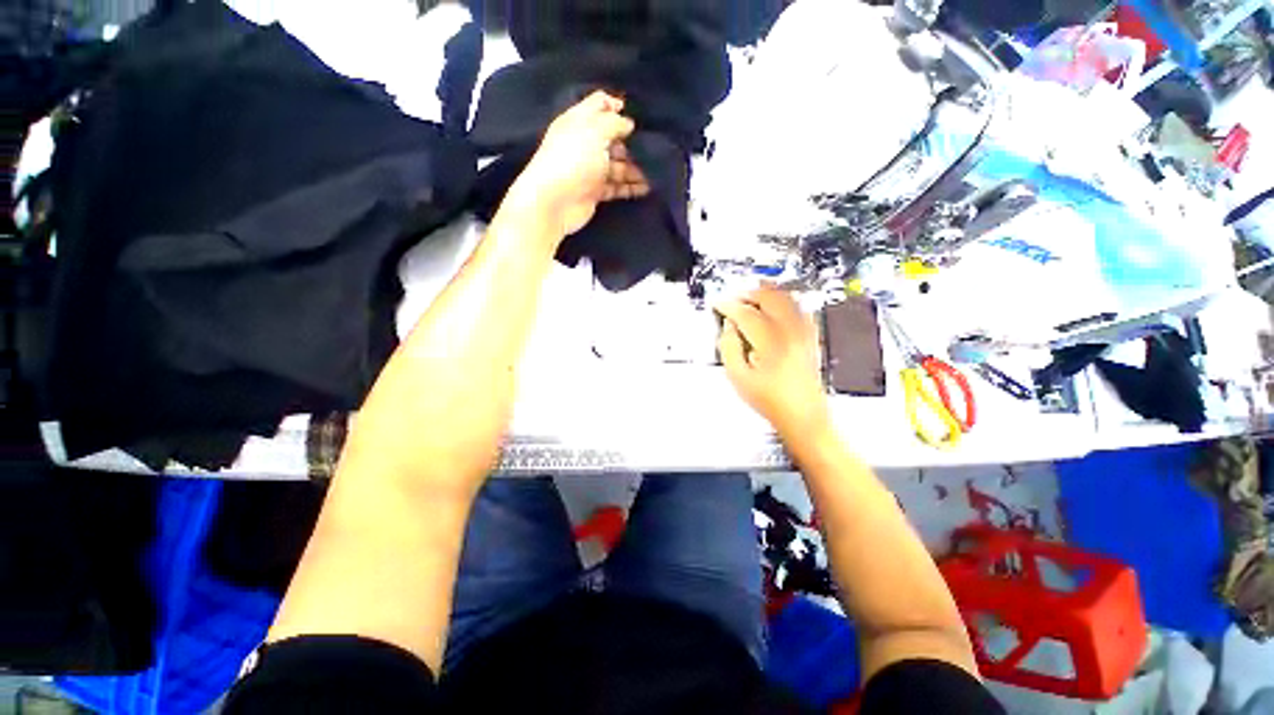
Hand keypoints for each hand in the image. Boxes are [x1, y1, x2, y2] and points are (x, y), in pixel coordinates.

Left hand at [505, 91, 650, 239]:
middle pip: (612, 138)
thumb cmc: (573, 159)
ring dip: (635, 168)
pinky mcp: (595, 192)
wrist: (554, 202)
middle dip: (632, 142)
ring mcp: (590, 169)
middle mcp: (584, 144)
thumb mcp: (595, 131)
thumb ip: (614, 122)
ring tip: (656, 171)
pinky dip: (630, 187)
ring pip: (617, 165)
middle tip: (654, 148)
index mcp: (579, 122)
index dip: (616, 106)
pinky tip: (647, 188)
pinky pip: (616, 187)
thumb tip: (628, 123)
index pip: (598, 105)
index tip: (637, 115)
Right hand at [716, 287, 831, 438]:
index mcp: (770, 343)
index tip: (718, 304)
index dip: (729, 306)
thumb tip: (728, 327)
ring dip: (768, 293)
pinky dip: (786, 301)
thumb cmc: (770, 401)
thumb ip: (729, 348)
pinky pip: (800, 309)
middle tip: (734, 297)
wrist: (803, 416)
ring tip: (752, 295)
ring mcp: (804, 334)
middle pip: (770, 298)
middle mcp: (790, 333)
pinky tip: (777, 305)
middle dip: (749, 293)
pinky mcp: (810, 338)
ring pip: (787, 299)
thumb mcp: (738, 378)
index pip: (746, 314)